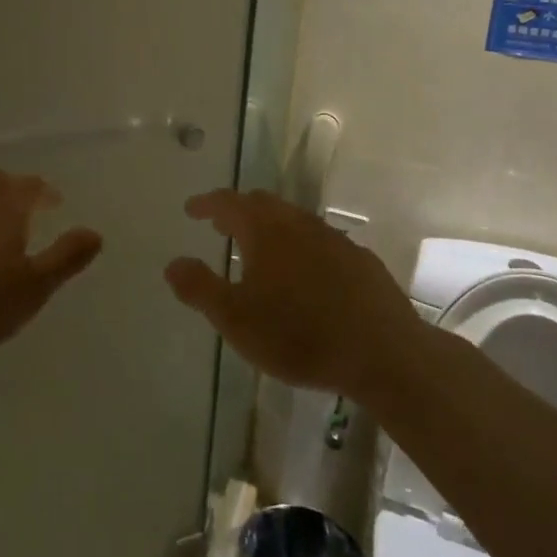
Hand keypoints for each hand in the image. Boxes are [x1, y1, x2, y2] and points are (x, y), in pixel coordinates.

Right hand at [165, 189, 420, 398]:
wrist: (385, 353)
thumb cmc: (299, 335)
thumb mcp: (236, 319)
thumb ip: (200, 288)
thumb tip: (172, 263)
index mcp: (265, 231)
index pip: (228, 203)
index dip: (207, 204)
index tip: (191, 209)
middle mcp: (299, 224)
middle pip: (263, 204)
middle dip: (238, 210)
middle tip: (221, 224)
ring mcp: (334, 240)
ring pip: (294, 221)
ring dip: (271, 227)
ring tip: (259, 249)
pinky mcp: (360, 261)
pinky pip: (320, 242)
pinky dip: (301, 246)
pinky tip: (304, 274)